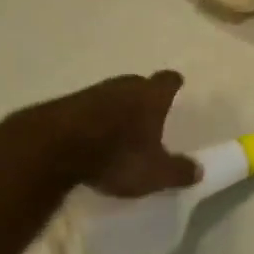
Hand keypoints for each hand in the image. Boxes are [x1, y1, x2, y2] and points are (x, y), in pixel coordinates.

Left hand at [23, 71, 201, 197]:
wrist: (54, 147)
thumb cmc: (116, 155)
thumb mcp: (154, 173)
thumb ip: (178, 171)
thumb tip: (199, 170)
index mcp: (151, 96)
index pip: (168, 80)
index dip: (173, 84)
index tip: (176, 89)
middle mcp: (124, 86)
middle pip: (139, 84)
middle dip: (144, 97)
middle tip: (149, 116)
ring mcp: (92, 92)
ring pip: (112, 95)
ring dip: (117, 109)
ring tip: (120, 130)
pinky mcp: (66, 105)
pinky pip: (88, 108)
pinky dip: (94, 119)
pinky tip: (92, 138)